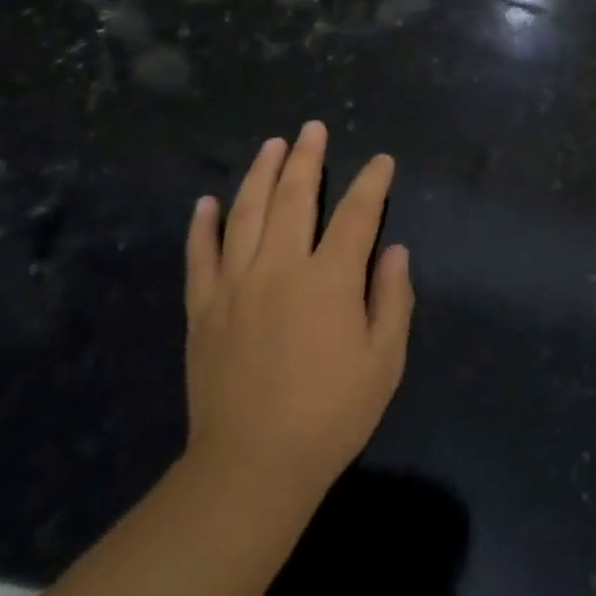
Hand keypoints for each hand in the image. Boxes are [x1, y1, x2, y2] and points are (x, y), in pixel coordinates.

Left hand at [183, 122, 413, 499]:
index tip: (381, 162)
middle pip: (294, 197)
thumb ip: (392, 299)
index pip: (355, 214)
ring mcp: (235, 284)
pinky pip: (200, 254)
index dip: (371, 183)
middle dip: (307, 158)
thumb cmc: (330, 415)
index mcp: (329, 280)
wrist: (252, 465)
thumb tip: (394, 251)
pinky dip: (203, 224)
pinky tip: (207, 201)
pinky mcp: (203, 307)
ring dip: (260, 173)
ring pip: (246, 213)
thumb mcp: (384, 362)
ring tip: (271, 145)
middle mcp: (280, 268)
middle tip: (312, 129)